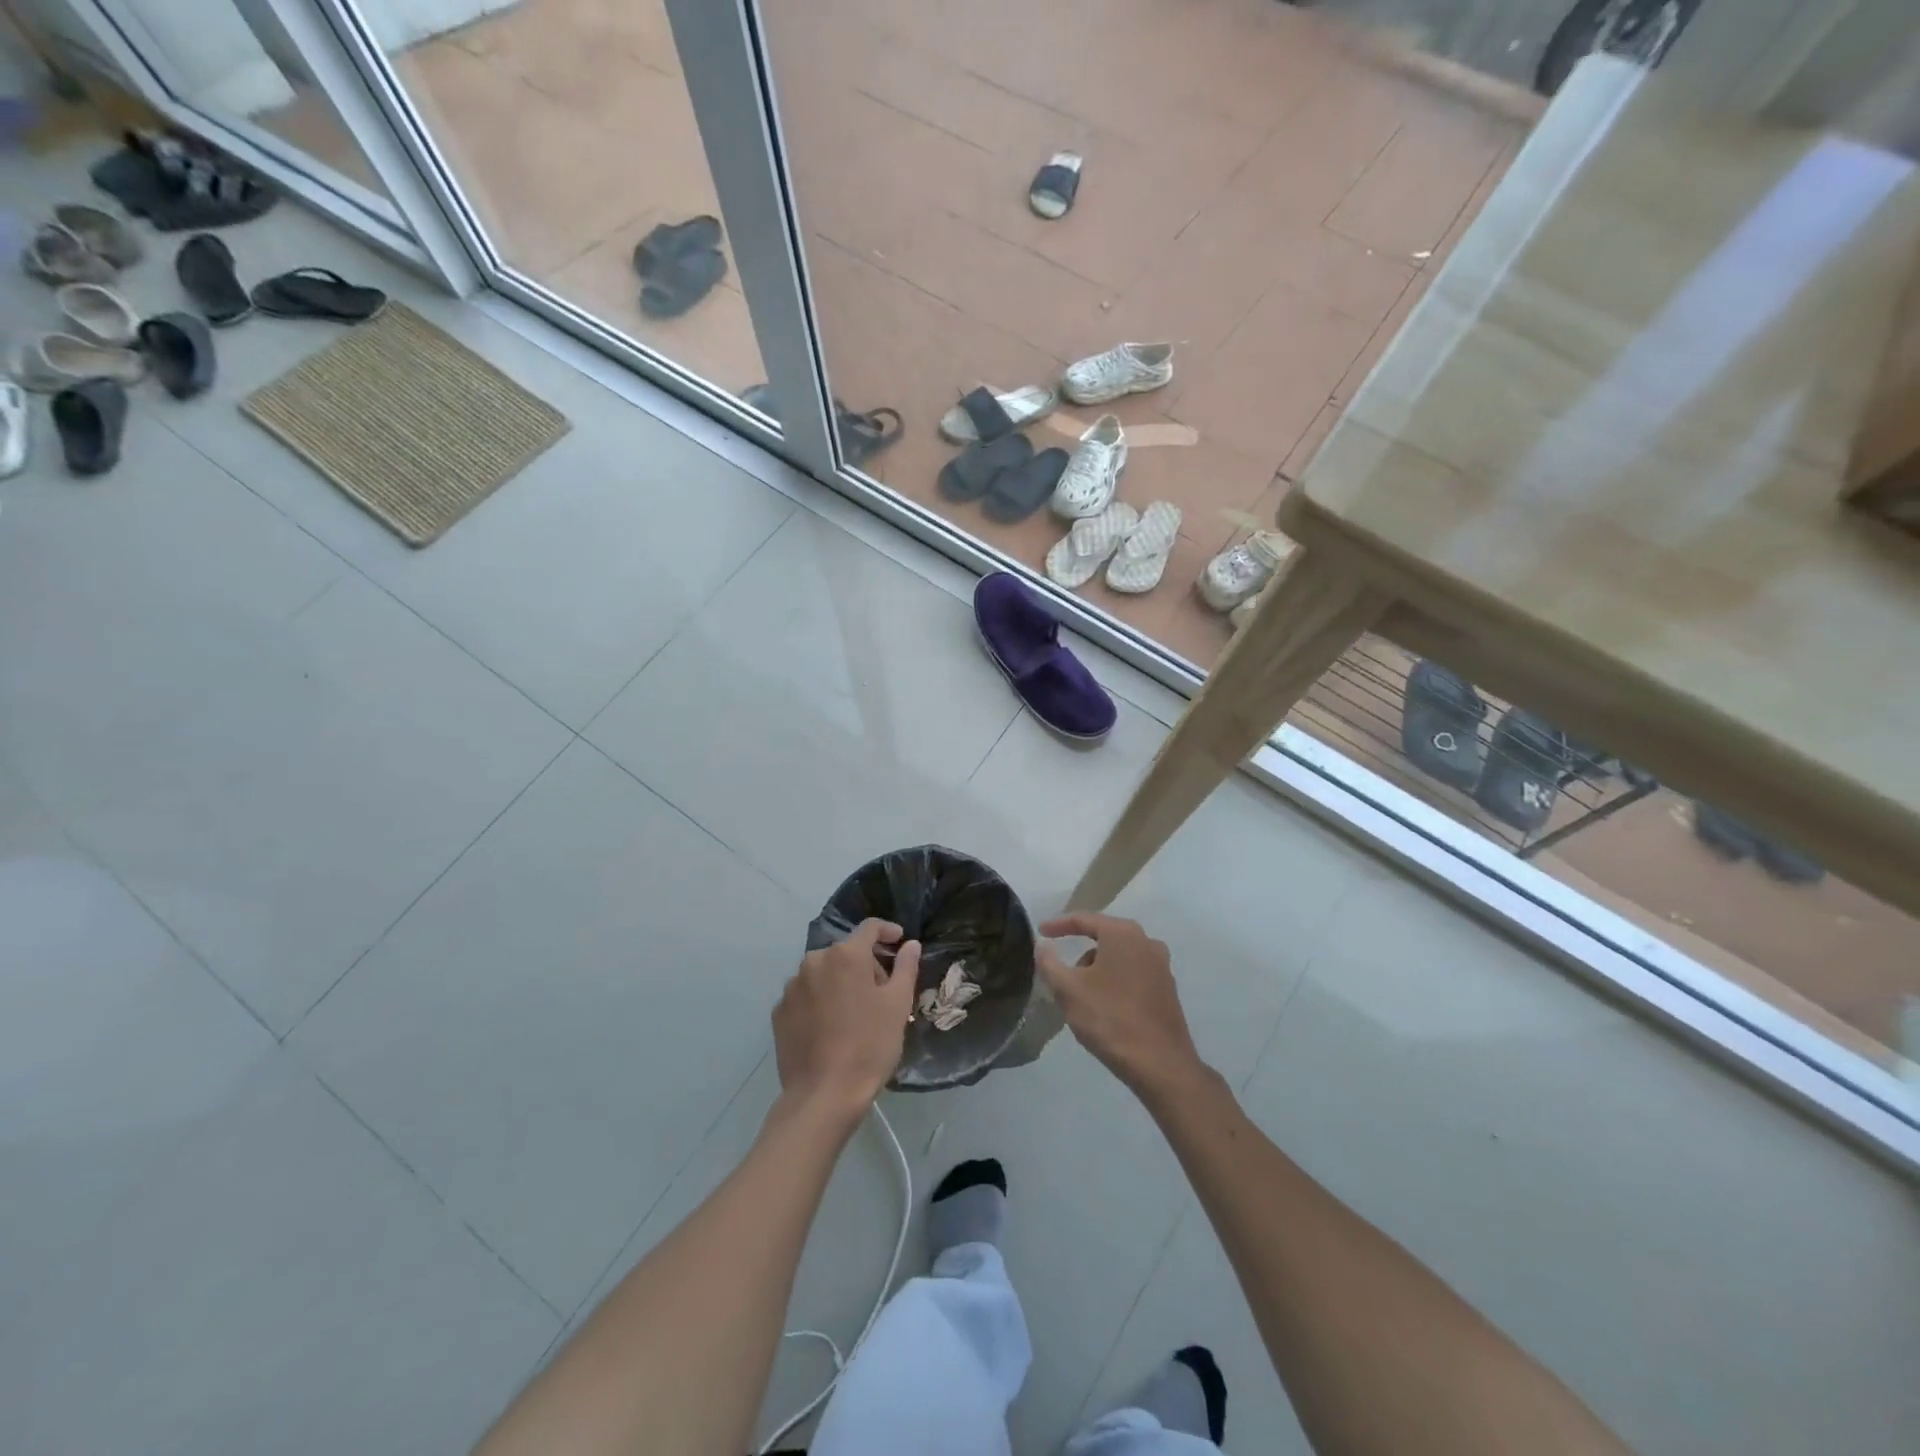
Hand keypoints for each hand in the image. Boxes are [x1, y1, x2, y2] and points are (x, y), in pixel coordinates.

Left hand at [773, 919, 919, 1121]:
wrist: (823, 1096)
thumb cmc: (869, 1046)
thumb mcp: (898, 1005)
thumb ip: (906, 967)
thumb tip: (910, 944)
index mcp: (845, 955)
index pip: (869, 928)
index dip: (887, 931)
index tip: (900, 942)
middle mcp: (814, 961)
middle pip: (846, 952)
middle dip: (866, 964)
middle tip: (883, 991)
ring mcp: (792, 987)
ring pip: (824, 973)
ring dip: (841, 982)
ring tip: (855, 1012)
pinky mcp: (779, 1012)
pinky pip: (806, 995)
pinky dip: (820, 1000)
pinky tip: (831, 1027)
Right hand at [1037, 913, 1204, 1095]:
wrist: (1160, 1065)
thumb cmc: (1110, 1019)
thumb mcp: (1068, 990)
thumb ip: (1049, 962)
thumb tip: (1042, 945)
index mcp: (1123, 934)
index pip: (1084, 919)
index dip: (1058, 925)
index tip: (1040, 932)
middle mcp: (1146, 942)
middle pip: (1103, 937)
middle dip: (1080, 952)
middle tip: (1061, 971)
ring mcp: (1161, 966)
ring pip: (1119, 958)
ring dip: (1097, 969)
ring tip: (1082, 996)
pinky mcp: (1167, 989)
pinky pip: (1133, 975)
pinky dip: (1114, 982)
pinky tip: (1104, 1006)